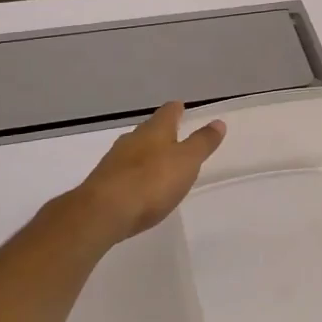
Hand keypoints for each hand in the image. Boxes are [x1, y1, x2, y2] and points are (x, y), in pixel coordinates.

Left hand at [73, 101, 224, 245]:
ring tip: (159, 163)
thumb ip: (202, 143)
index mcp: (155, 130)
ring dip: (147, 154)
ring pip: (134, 150)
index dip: (177, 109)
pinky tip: (139, 187)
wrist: (103, 212)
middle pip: (150, 130)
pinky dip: (134, 174)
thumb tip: (218, 122)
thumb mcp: (186, 162)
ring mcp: (114, 160)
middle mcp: (132, 139)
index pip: (168, 112)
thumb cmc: (151, 182)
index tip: (182, 108)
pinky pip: (124, 171)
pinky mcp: (103, 182)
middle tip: (175, 137)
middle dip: (162, 132)